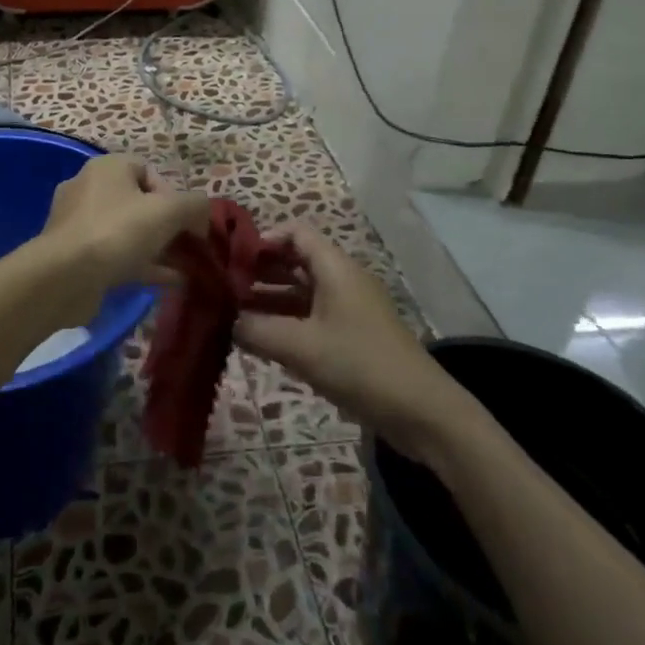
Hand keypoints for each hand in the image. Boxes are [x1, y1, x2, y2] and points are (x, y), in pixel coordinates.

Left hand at [41, 155, 211, 288]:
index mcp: (107, 168)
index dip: (174, 194)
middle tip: (188, 247)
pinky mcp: (74, 255)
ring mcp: (78, 223)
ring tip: (184, 268)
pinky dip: (142, 265)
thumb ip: (195, 206)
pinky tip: (167, 282)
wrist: (64, 277)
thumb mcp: (168, 211)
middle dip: (168, 226)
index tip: (186, 221)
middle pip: (139, 203)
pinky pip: (115, 254)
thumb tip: (203, 213)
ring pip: (128, 232)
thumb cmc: (117, 231)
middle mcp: (89, 188)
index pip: (149, 171)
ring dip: (158, 248)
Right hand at [234, 224, 463, 463]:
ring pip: (301, 292)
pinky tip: (260, 340)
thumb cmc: (360, 365)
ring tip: (233, 315)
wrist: (421, 412)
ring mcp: (348, 309)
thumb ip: (257, 330)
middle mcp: (342, 280)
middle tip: (224, 289)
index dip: (263, 239)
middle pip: (295, 261)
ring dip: (269, 300)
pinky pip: (311, 317)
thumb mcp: (301, 346)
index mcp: (335, 268)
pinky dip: (286, 322)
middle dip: (260, 272)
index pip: (295, 232)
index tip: (232, 261)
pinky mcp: (352, 336)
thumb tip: (225, 320)